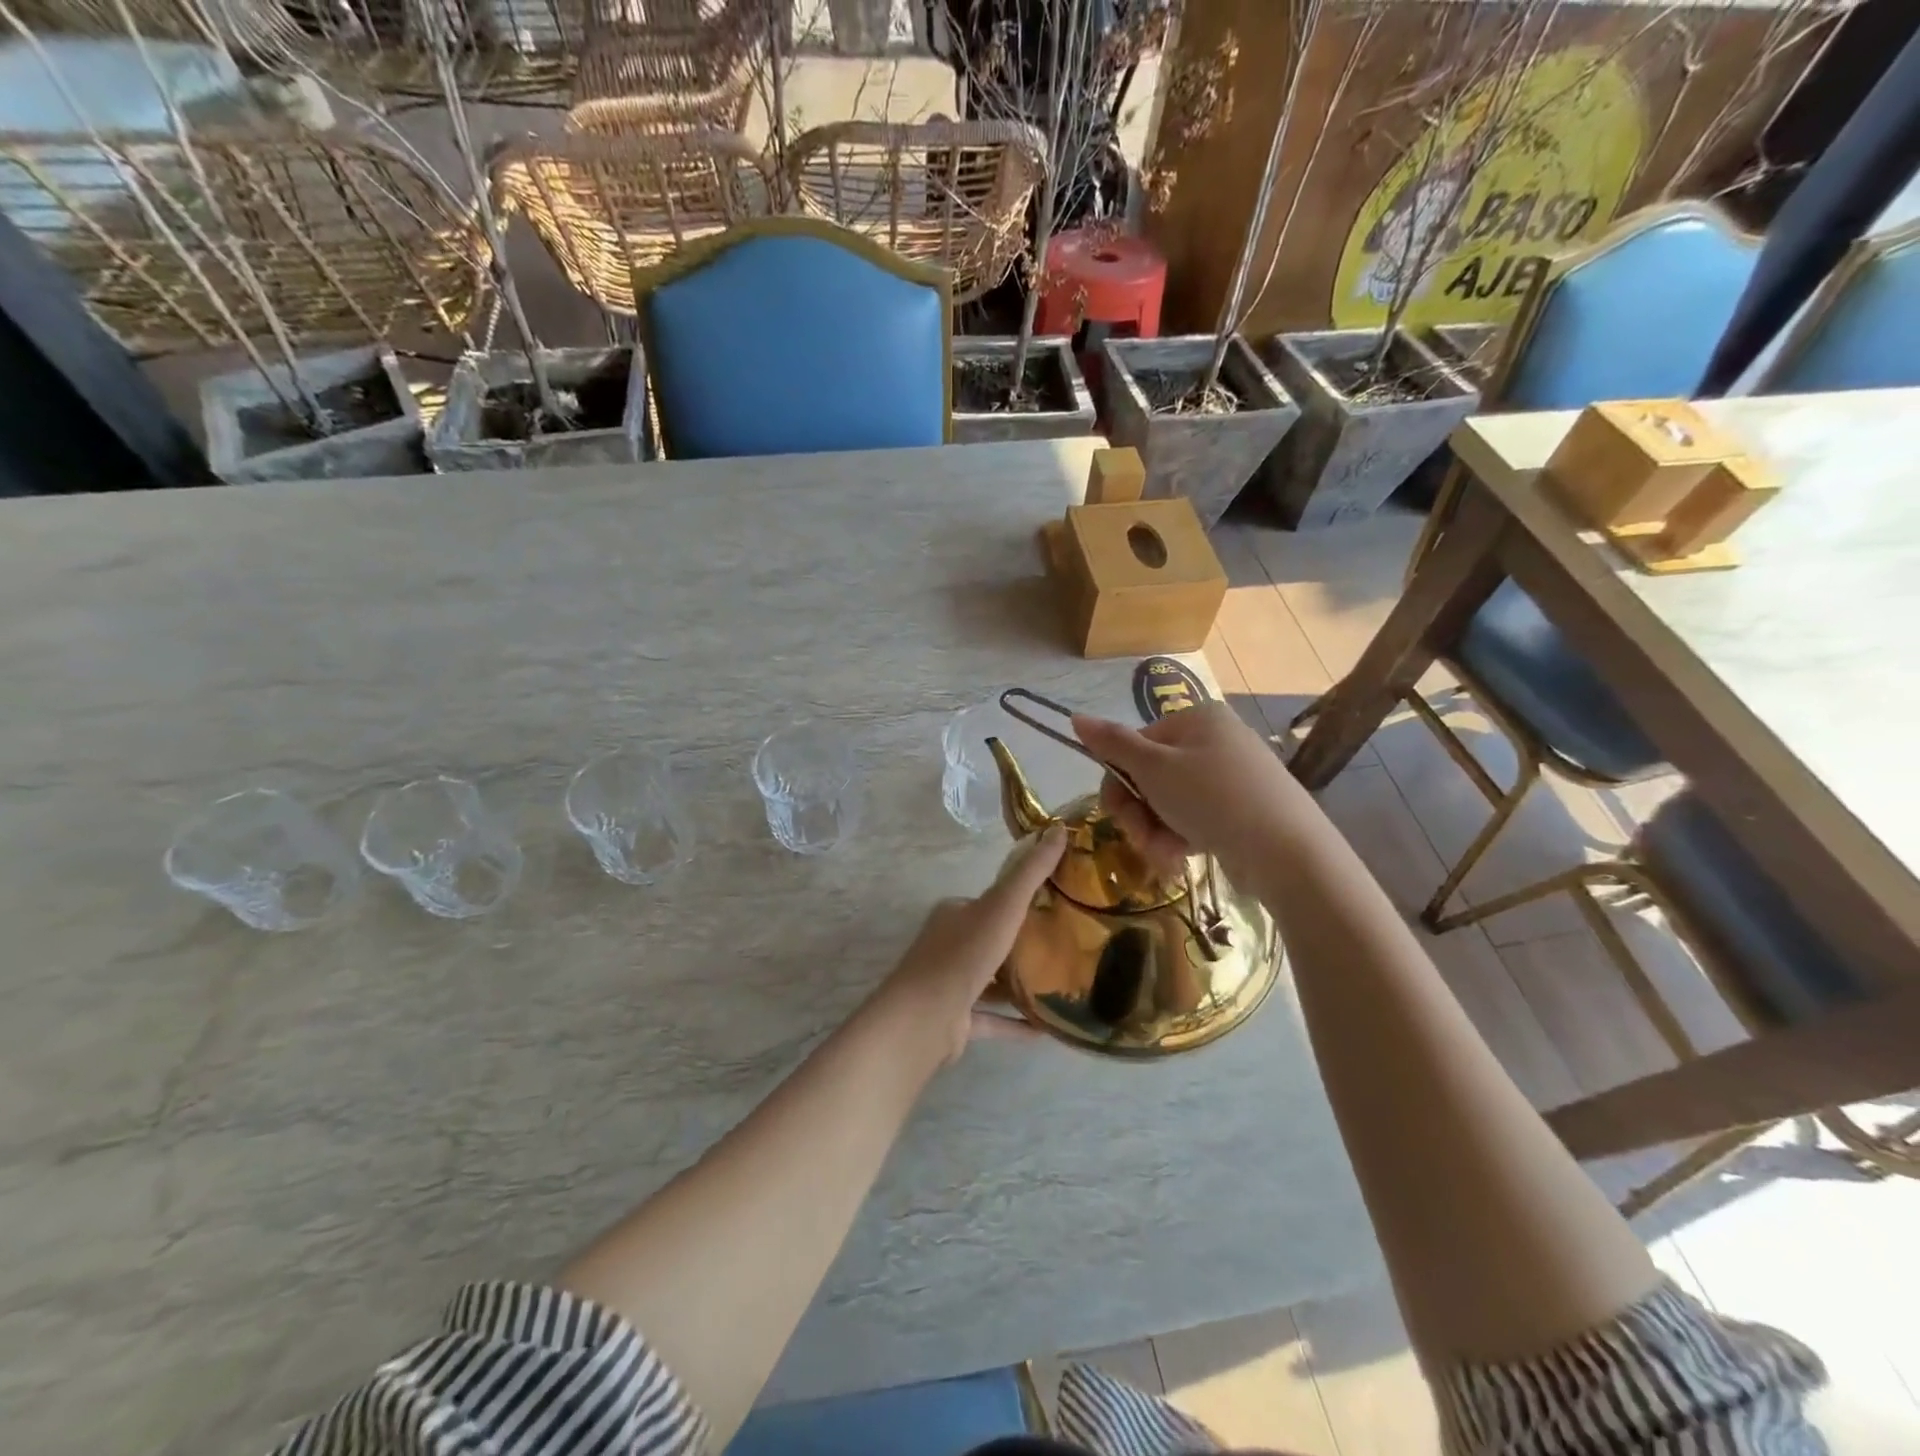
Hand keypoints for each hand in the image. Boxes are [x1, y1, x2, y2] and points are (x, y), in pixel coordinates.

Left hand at [877, 825, 1067, 1064]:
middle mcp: (948, 945)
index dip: (1018, 901)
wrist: (926, 1017)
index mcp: (954, 914)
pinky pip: (991, 1018)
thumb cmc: (965, 954)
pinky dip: (1015, 1023)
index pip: (989, 901)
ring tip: (1059, 985)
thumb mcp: (1003, 905)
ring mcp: (949, 985)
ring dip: (1018, 984)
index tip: (1054, 905)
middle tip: (1064, 946)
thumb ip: (1031, 872)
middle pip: (990, 939)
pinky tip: (1045, 1030)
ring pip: (990, 980)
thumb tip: (1059, 830)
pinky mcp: (955, 1020)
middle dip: (1021, 943)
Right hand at [1072, 704, 1306, 874]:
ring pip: (1170, 802)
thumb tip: (1076, 717)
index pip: (1136, 745)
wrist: (1287, 851)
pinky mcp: (1244, 809)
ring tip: (1167, 856)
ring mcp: (1233, 775)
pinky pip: (1196, 818)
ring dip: (1157, 831)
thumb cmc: (1213, 798)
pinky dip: (1183, 838)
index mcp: (1197, 718)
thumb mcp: (1154, 768)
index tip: (1117, 814)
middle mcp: (1216, 739)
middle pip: (1152, 776)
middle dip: (1140, 814)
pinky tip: (1184, 858)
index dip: (1120, 782)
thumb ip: (1112, 743)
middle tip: (1142, 839)